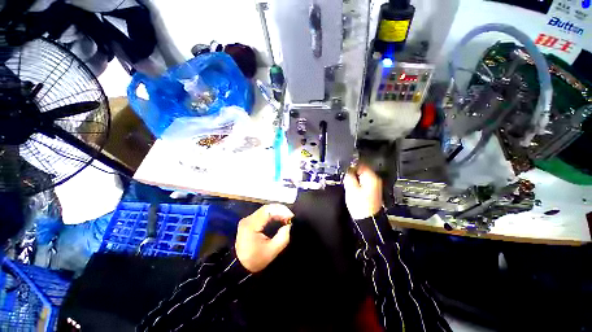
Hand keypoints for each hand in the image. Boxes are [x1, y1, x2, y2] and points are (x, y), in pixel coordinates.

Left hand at [235, 204, 292, 272]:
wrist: (239, 267)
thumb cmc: (256, 260)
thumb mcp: (272, 251)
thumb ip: (283, 237)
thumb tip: (290, 225)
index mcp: (251, 225)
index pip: (268, 210)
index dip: (281, 211)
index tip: (291, 216)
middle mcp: (248, 219)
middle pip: (267, 208)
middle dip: (280, 211)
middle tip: (290, 217)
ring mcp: (248, 220)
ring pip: (265, 210)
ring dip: (277, 212)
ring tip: (286, 219)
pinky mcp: (250, 222)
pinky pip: (263, 214)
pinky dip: (273, 215)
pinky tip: (279, 220)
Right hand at [343, 165, 383, 219]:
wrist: (368, 220)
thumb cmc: (361, 206)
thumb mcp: (351, 189)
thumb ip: (349, 177)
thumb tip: (348, 171)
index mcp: (372, 178)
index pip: (361, 164)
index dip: (352, 165)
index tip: (346, 167)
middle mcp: (375, 181)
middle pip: (362, 170)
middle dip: (353, 173)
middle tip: (346, 177)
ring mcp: (375, 186)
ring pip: (362, 177)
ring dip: (355, 179)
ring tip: (349, 184)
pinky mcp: (372, 192)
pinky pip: (364, 183)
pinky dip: (358, 184)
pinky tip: (353, 189)